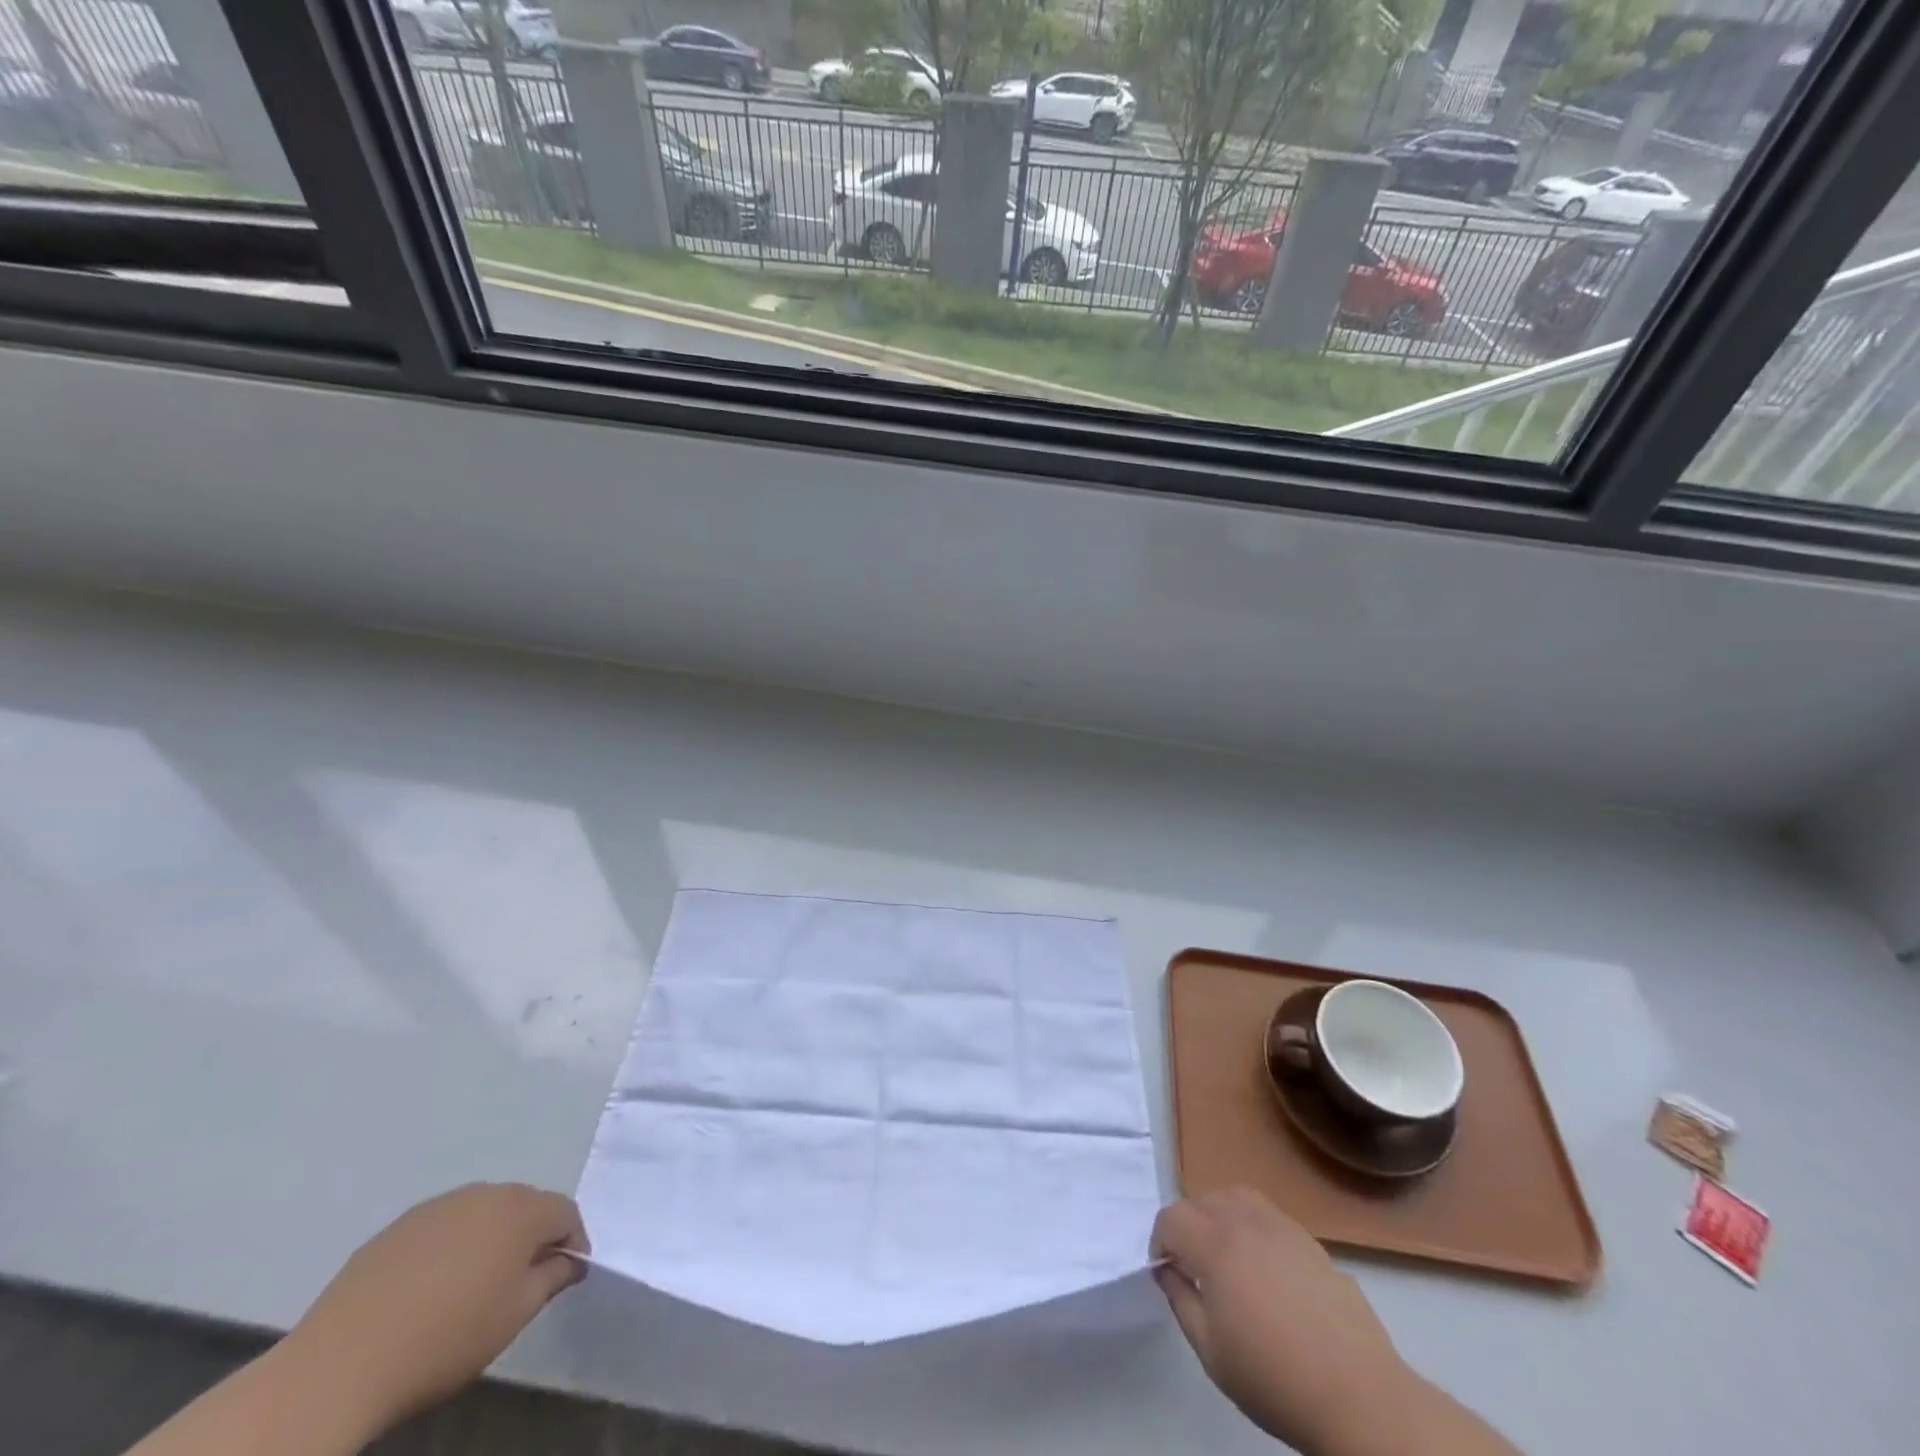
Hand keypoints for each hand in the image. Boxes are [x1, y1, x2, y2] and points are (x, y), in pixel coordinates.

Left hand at [285, 1183, 588, 1433]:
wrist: (339, 1365)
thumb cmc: (445, 1339)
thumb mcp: (514, 1316)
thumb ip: (552, 1278)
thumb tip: (569, 1260)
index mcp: (520, 1210)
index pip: (565, 1213)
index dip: (572, 1242)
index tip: (567, 1274)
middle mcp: (484, 1193)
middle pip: (525, 1206)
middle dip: (532, 1236)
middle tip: (524, 1280)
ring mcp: (437, 1205)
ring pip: (482, 1213)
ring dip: (490, 1238)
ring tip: (475, 1284)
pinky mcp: (397, 1226)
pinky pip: (442, 1227)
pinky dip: (450, 1247)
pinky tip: (431, 1287)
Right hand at [1152, 1188, 1419, 1455]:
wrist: (1358, 1396)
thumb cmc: (1274, 1378)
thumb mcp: (1210, 1351)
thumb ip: (1180, 1300)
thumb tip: (1167, 1270)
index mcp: (1215, 1244)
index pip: (1171, 1217)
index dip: (1160, 1242)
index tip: (1167, 1273)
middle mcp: (1245, 1221)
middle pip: (1201, 1200)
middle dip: (1188, 1227)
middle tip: (1193, 1267)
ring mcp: (1282, 1227)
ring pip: (1236, 1197)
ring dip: (1219, 1216)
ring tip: (1226, 1255)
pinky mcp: (1311, 1241)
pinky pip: (1268, 1215)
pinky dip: (1252, 1226)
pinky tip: (1265, 1268)